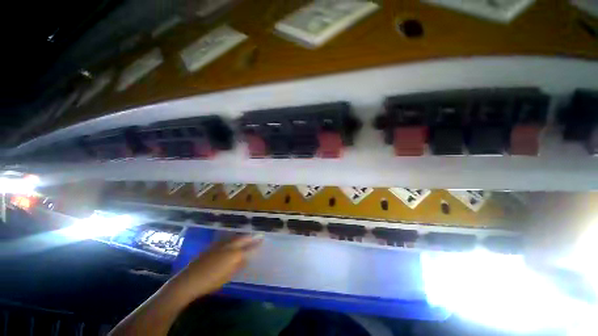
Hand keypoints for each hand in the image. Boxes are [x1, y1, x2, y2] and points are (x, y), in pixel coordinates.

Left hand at [169, 235, 262, 300]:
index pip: (249, 247)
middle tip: (257, 236)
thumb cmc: (211, 281)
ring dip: (242, 236)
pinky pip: (227, 238)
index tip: (262, 239)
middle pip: (243, 239)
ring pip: (235, 237)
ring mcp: (220, 244)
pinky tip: (233, 240)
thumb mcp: (228, 276)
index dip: (256, 243)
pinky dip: (233, 238)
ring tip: (247, 237)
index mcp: (235, 254)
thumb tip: (245, 258)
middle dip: (250, 237)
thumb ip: (238, 265)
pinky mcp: (213, 245)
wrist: (190, 279)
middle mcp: (229, 246)